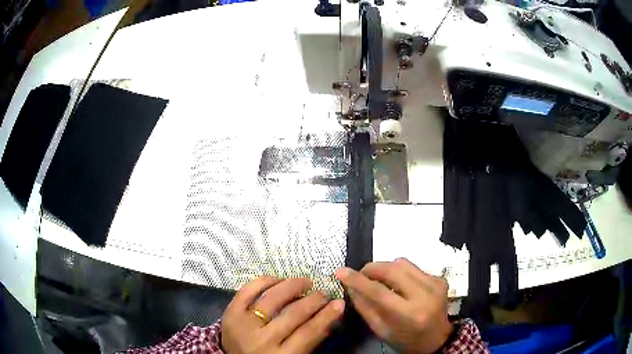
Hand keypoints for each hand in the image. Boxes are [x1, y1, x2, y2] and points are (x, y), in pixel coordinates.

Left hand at [221, 277, 344, 353]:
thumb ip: (310, 341)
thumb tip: (330, 316)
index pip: (309, 332)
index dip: (326, 316)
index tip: (339, 303)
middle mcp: (262, 340)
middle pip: (293, 314)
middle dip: (313, 300)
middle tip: (324, 292)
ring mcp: (244, 324)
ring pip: (272, 298)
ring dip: (293, 286)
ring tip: (306, 281)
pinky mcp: (230, 312)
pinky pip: (248, 290)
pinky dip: (264, 281)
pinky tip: (279, 279)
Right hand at [336, 258, 452, 353]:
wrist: (437, 339)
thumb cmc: (406, 340)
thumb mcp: (381, 330)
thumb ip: (365, 307)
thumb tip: (350, 286)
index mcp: (409, 314)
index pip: (378, 291)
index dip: (357, 280)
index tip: (341, 272)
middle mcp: (425, 294)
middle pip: (392, 270)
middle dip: (371, 269)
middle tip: (360, 276)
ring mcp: (435, 284)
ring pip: (403, 263)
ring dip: (385, 269)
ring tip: (379, 281)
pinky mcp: (440, 278)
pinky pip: (413, 267)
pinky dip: (400, 273)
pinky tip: (399, 285)